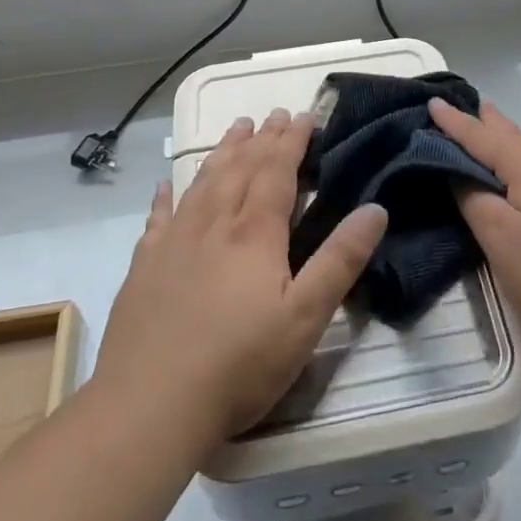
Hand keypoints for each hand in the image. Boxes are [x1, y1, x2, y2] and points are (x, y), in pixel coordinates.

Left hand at [95, 109, 389, 445]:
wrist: (150, 405)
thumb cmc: (240, 363)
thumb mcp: (306, 317)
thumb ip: (341, 260)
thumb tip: (376, 208)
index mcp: (254, 233)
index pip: (277, 171)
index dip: (292, 141)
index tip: (304, 116)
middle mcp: (213, 224)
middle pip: (240, 168)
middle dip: (261, 139)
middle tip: (274, 114)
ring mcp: (173, 243)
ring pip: (203, 182)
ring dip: (222, 152)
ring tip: (236, 130)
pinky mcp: (145, 267)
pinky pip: (159, 217)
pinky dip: (168, 195)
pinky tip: (168, 185)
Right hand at [429, 97, 520, 351]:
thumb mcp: (501, 240)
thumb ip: (475, 200)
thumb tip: (460, 171)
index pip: (483, 137)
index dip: (455, 122)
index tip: (433, 102)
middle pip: (515, 137)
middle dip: (488, 123)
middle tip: (467, 108)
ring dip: (509, 142)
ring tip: (492, 134)